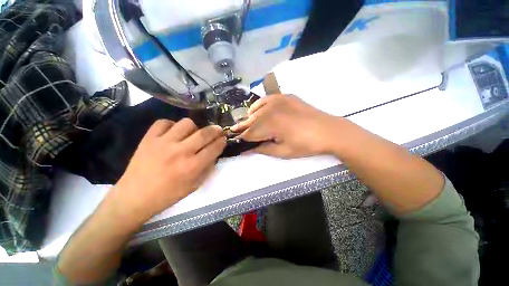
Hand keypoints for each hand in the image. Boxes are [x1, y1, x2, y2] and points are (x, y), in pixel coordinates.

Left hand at [113, 118, 225, 220]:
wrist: (134, 197)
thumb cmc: (168, 195)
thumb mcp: (194, 186)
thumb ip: (207, 168)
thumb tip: (214, 153)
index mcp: (193, 166)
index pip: (214, 148)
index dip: (222, 142)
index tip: (223, 139)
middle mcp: (181, 152)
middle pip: (204, 133)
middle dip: (215, 130)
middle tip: (218, 130)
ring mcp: (163, 143)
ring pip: (186, 123)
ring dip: (194, 128)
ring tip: (192, 134)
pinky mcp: (149, 138)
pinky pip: (164, 122)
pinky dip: (171, 125)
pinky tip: (173, 133)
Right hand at [231, 94, 340, 157]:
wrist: (328, 131)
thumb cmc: (305, 145)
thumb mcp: (282, 152)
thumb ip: (262, 149)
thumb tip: (246, 151)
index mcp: (269, 124)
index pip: (249, 133)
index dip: (242, 139)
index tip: (236, 143)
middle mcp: (270, 109)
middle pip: (250, 121)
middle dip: (243, 129)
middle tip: (236, 133)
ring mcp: (277, 100)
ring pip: (256, 110)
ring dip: (250, 119)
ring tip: (248, 126)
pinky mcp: (284, 96)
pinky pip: (265, 99)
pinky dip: (258, 106)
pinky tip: (258, 111)